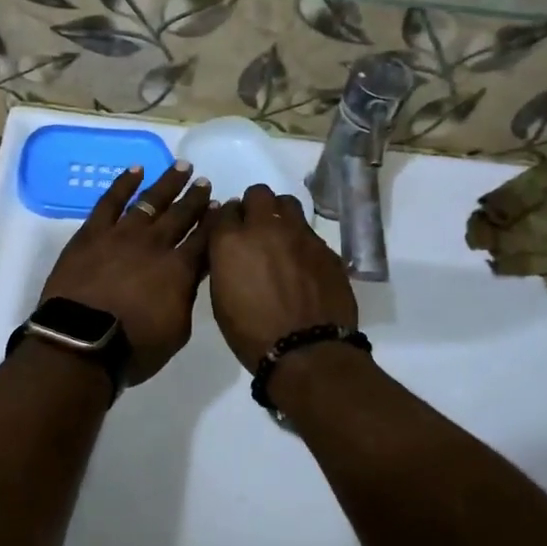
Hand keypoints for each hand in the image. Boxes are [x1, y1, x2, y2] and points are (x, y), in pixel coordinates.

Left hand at [39, 162, 212, 384]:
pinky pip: (110, 201)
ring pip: (151, 201)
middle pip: (181, 215)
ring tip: (182, 168)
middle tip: (206, 183)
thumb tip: (190, 277)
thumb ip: (186, 298)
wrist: (81, 342)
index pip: (205, 238)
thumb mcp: (177, 331)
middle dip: (196, 198)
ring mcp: (122, 234)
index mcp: (180, 269)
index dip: (216, 221)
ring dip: (168, 184)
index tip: (226, 206)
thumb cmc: (133, 347)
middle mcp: (155, 244)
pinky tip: (136, 170)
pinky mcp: (92, 233)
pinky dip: (124, 183)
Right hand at [207, 185, 358, 371]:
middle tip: (256, 228)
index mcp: (231, 242)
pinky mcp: (325, 248)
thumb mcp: (221, 300)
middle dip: (254, 206)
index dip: (227, 220)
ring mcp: (299, 235)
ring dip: (280, 214)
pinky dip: (302, 240)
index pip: (224, 210)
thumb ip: (224, 265)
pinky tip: (303, 262)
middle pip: (258, 194)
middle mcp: (265, 228)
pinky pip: (309, 232)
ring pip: (288, 203)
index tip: (229, 232)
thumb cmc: (252, 334)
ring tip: (281, 237)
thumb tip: (231, 252)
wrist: (307, 351)